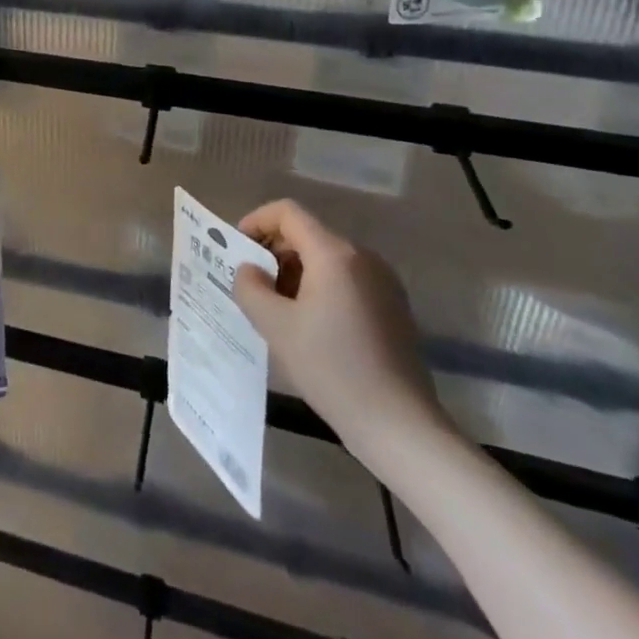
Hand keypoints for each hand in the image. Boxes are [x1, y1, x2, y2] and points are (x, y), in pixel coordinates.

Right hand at [231, 199, 449, 461]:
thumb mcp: (275, 326)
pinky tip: (310, 327)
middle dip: (274, 252)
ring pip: (326, 259)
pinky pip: (347, 280)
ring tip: (278, 310)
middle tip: (252, 286)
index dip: (256, 221)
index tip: (238, 251)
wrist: (400, 426)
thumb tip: (249, 270)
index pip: (287, 212)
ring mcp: (383, 282)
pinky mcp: (393, 307)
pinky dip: (320, 288)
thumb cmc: (332, 369)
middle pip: (307, 234)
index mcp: (334, 254)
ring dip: (295, 272)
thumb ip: (250, 287)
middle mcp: (363, 257)